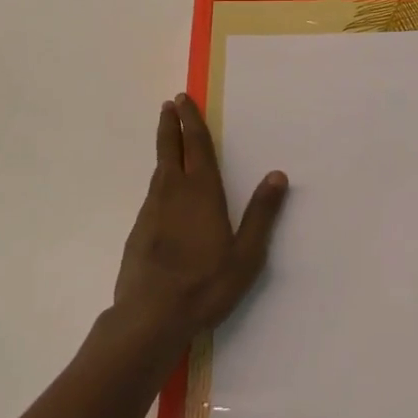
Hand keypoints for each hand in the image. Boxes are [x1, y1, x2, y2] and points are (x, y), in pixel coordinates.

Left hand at [112, 93, 288, 356]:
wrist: (149, 318)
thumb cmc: (204, 284)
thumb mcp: (246, 254)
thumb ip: (261, 213)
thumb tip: (278, 174)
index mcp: (201, 192)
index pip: (196, 145)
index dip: (191, 120)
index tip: (182, 99)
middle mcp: (173, 192)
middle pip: (171, 149)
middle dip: (171, 125)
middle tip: (169, 105)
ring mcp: (152, 211)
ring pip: (160, 171)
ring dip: (165, 150)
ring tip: (170, 142)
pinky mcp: (139, 231)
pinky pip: (153, 195)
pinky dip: (160, 181)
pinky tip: (164, 194)